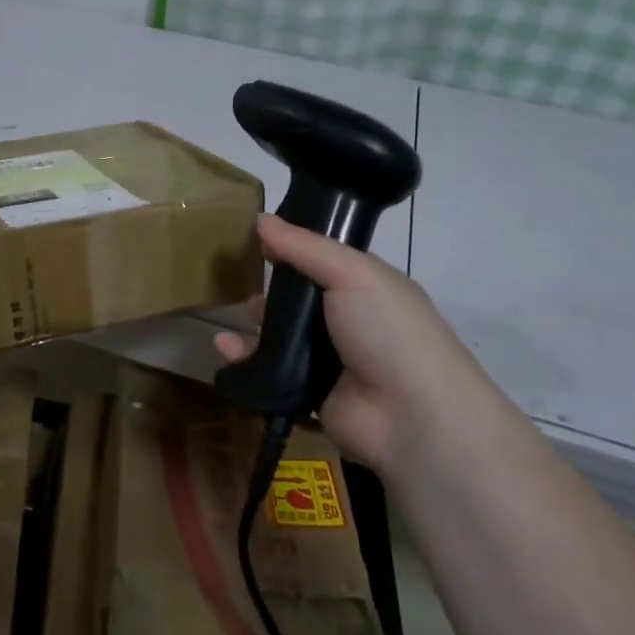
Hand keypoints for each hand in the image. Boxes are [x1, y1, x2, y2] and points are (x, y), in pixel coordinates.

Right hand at [214, 214, 509, 474]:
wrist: (410, 415)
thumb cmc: (387, 330)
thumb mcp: (352, 273)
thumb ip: (304, 247)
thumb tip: (261, 218)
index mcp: (367, 285)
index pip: (324, 259)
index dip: (293, 246)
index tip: (258, 236)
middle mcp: (349, 319)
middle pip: (299, 297)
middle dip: (271, 288)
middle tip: (244, 279)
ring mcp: (329, 358)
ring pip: (281, 334)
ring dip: (255, 324)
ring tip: (236, 316)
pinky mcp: (308, 390)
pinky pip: (269, 369)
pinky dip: (245, 359)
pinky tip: (225, 348)